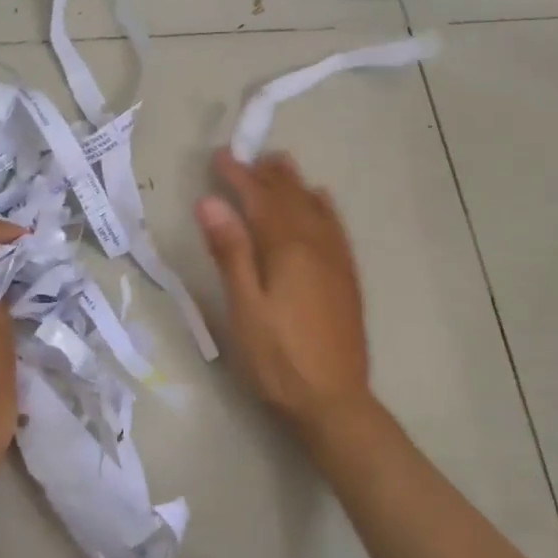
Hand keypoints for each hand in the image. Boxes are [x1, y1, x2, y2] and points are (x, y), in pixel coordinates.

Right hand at [195, 149, 372, 434]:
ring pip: (315, 208)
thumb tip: (211, 202)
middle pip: (290, 198)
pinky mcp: (346, 278)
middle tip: (247, 156)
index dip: (238, 176)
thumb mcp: (244, 308)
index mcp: (287, 250)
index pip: (259, 200)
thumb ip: (230, 252)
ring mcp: (336, 261)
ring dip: (295, 184)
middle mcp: (316, 245)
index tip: (219, 156)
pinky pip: (335, 228)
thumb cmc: (278, 359)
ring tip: (281, 164)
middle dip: (266, 175)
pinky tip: (321, 201)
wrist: (333, 401)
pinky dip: (324, 207)